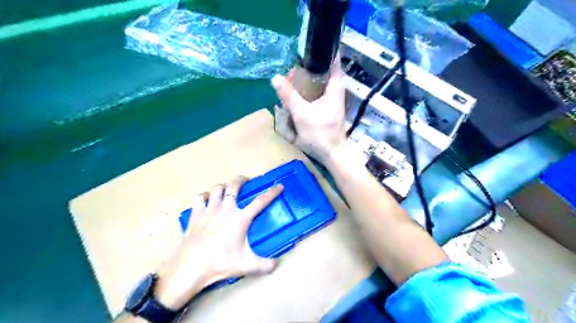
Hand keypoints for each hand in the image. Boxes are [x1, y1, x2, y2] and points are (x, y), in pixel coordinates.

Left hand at [154, 177, 281, 310]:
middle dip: (241, 180)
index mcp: (240, 218)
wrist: (191, 267)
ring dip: (223, 186)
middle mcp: (226, 209)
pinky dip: (205, 196)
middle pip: (234, 186)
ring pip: (217, 189)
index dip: (271, 192)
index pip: (260, 201)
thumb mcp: (247, 266)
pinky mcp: (196, 214)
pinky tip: (206, 199)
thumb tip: (277, 265)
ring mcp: (209, 210)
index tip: (278, 186)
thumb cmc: (220, 263)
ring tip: (226, 189)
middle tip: (245, 180)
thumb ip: (265, 265)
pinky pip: (200, 198)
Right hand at [271, 58, 346, 164]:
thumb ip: (289, 96)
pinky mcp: (326, 109)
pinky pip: (315, 94)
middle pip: (322, 72)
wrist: (332, 154)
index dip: (324, 51)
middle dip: (307, 69)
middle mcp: (335, 91)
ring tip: (289, 82)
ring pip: (318, 84)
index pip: (334, 62)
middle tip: (291, 70)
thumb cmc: (321, 134)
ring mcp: (331, 101)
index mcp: (334, 88)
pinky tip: (295, 97)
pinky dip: (305, 92)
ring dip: (305, 82)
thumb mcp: (302, 114)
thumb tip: (275, 78)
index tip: (309, 47)